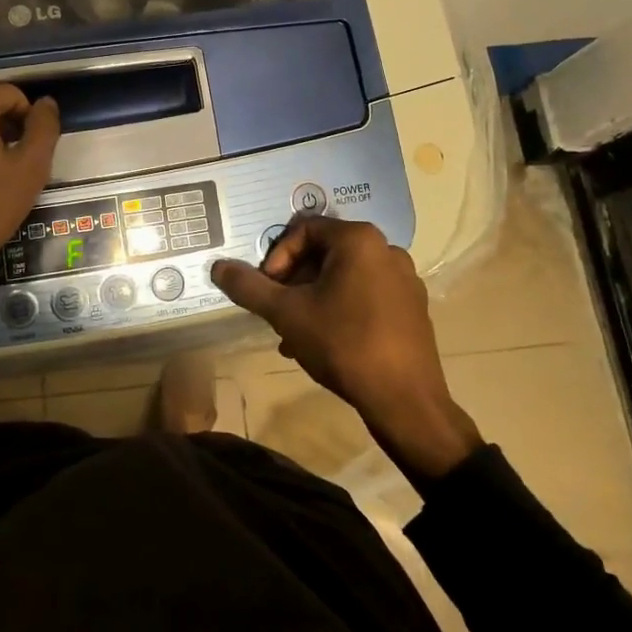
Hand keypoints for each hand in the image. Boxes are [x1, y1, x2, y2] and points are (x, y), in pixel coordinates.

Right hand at [211, 218, 480, 483]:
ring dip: (313, 299)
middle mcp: (386, 249)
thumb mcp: (286, 313)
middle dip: (293, 282)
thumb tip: (218, 267)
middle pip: (323, 253)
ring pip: (343, 277)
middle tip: (278, 313)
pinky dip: (340, 309)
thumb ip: (249, 287)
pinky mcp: (413, 307)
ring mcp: (404, 279)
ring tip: (295, 335)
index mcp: (359, 239)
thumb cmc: (343, 344)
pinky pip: (366, 295)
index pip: (303, 230)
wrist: (405, 401)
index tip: (267, 291)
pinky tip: (325, 343)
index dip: (276, 257)